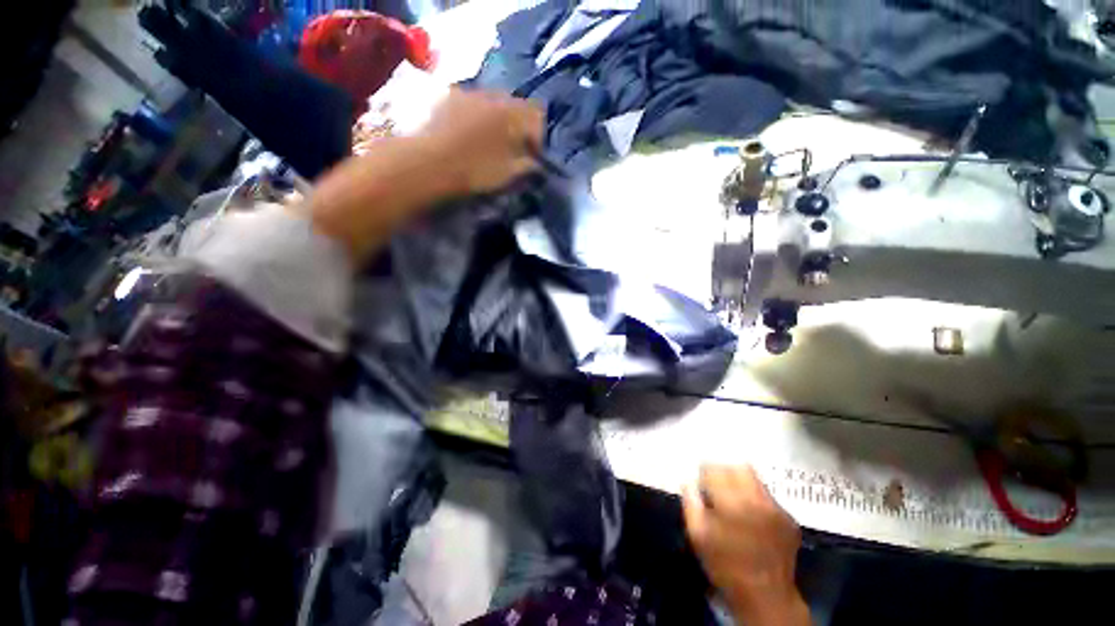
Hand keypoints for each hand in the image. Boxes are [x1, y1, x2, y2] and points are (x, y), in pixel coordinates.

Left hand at [419, 88, 544, 193]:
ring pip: (493, 103)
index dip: (538, 138)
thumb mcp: (510, 175)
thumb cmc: (476, 171)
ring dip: (497, 120)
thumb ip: (529, 167)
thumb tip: (537, 165)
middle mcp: (494, 96)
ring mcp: (469, 93)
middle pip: (516, 106)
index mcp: (513, 114)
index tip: (532, 157)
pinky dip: (476, 116)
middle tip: (512, 149)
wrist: (430, 164)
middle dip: (518, 127)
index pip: (538, 116)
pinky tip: (468, 134)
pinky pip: (471, 103)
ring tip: (488, 142)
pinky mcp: (449, 97)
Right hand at [683, 465, 808, 625]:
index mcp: (731, 502)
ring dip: (740, 481)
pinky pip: (767, 495)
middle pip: (737, 467)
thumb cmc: (725, 565)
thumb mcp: (697, 535)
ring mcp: (776, 508)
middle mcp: (756, 499)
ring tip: (733, 497)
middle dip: (723, 471)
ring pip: (754, 477)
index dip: (704, 472)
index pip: (714, 469)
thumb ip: (690, 502)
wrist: (766, 596)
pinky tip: (750, 515)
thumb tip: (688, 479)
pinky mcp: (789, 518)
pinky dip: (755, 497)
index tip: (701, 481)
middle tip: (716, 485)